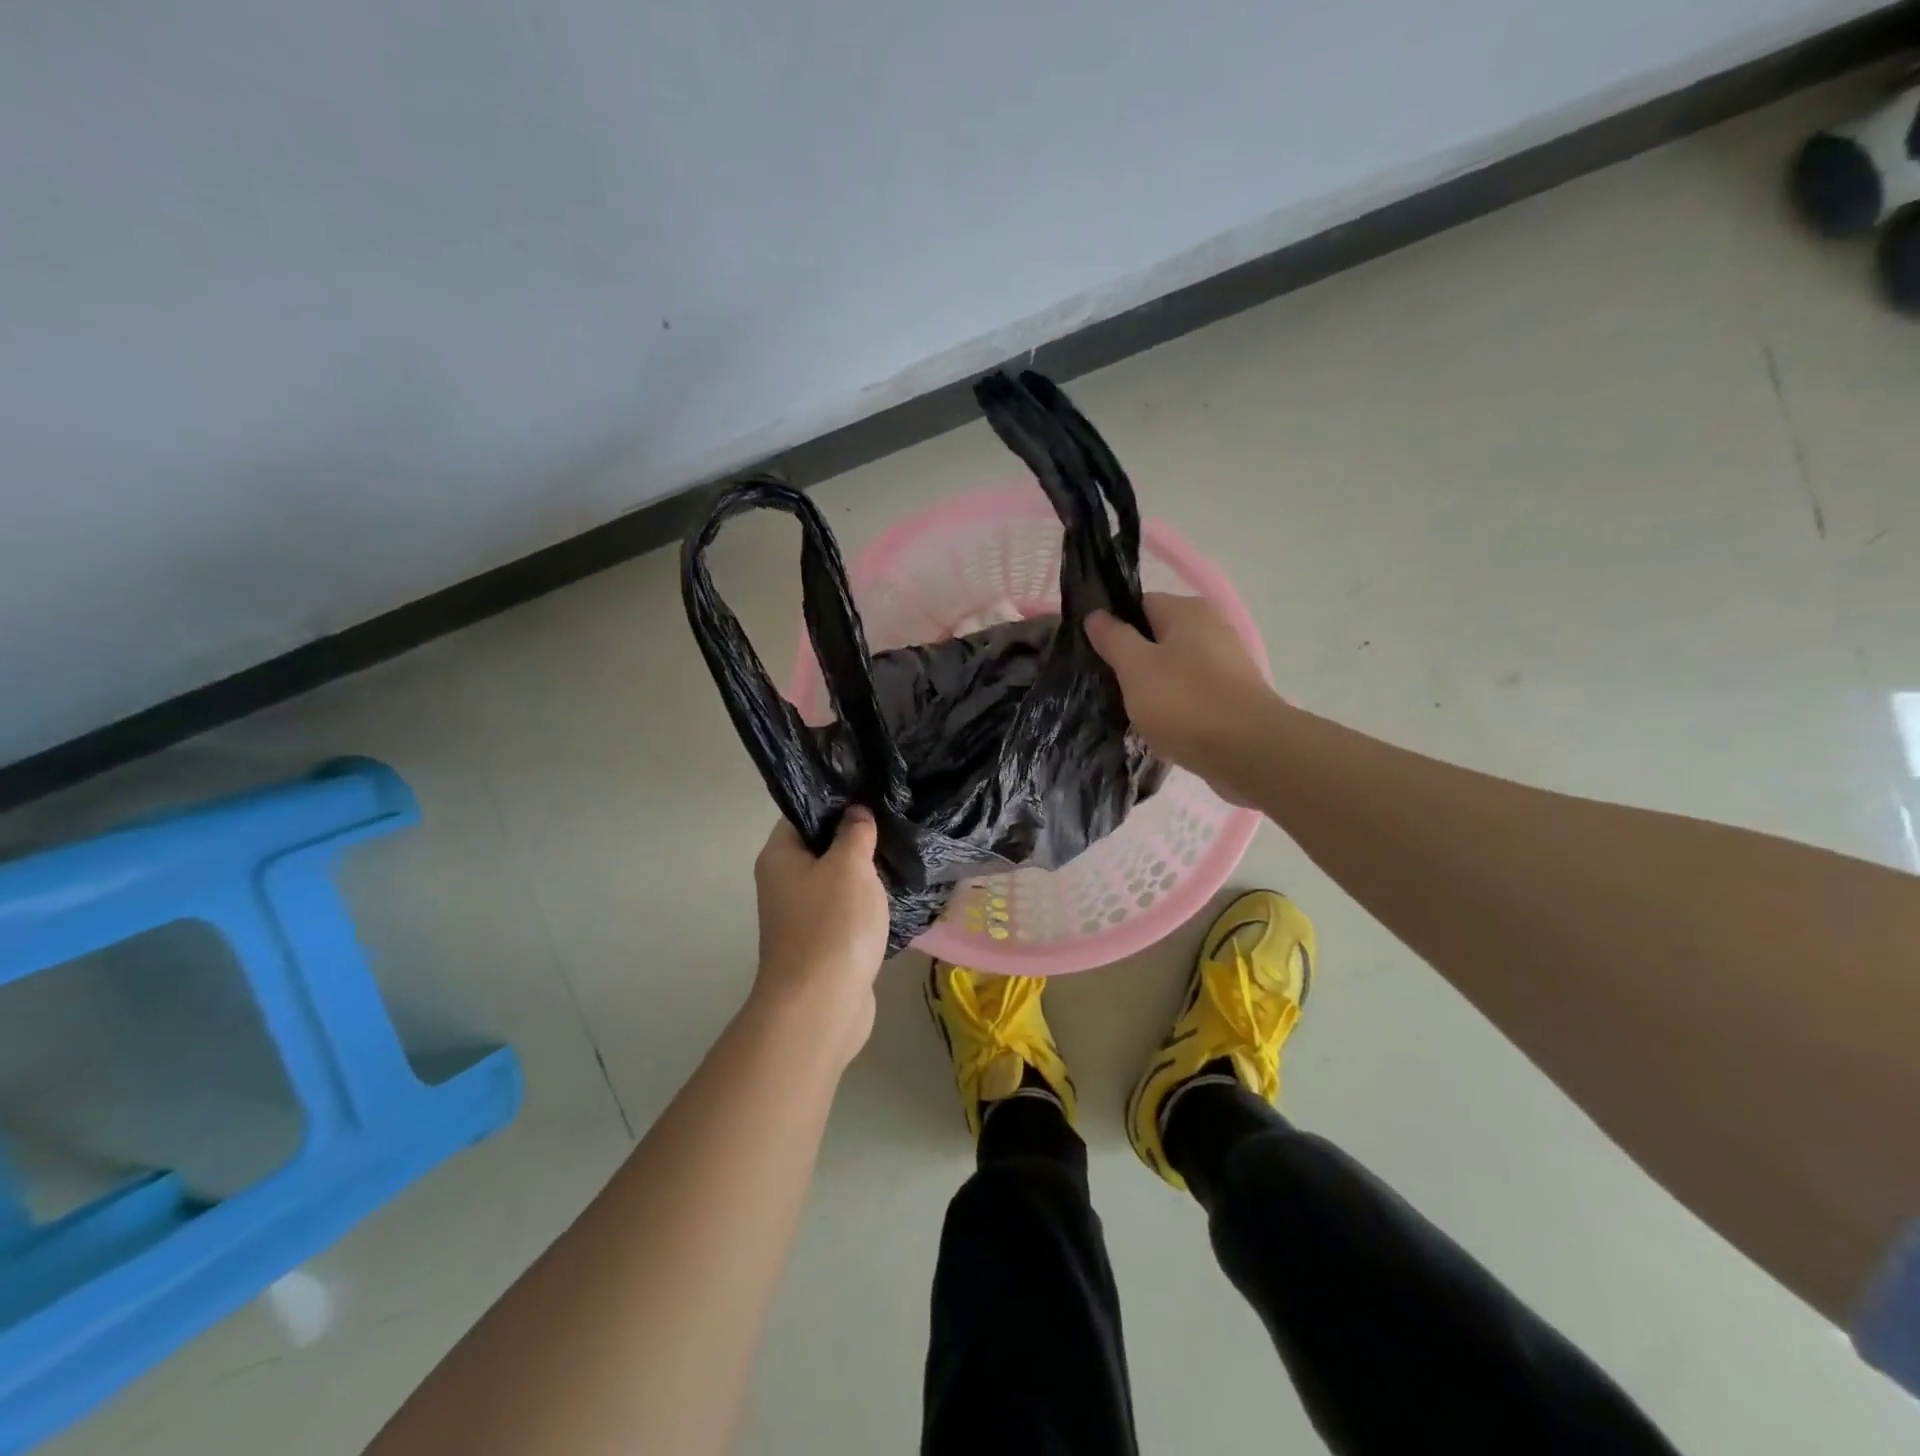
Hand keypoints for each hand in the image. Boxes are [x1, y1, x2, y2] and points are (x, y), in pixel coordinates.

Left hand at [750, 809, 889, 1060]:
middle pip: (821, 846)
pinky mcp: (823, 942)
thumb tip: (856, 812)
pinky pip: (846, 910)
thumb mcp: (848, 866)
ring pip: (836, 879)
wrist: (821, 1006)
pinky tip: (895, 894)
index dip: (835, 800)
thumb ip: (854, 833)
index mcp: (780, 856)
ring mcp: (802, 915)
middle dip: (855, 836)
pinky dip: (866, 903)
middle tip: (893, 819)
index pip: (803, 813)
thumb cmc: (832, 925)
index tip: (871, 791)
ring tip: (900, 852)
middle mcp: (784, 882)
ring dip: (864, 872)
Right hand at [1086, 593, 1278, 798]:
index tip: (1092, 654)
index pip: (1138, 604)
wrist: (1248, 752)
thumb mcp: (1135, 667)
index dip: (1112, 626)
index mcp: (1187, 611)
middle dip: (1130, 661)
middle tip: (1104, 687)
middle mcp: (1210, 628)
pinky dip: (1173, 708)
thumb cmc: (1185, 702)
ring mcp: (1225, 663)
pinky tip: (1157, 728)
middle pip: (1156, 637)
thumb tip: (1096, 614)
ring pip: (1172, 669)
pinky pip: (1190, 694)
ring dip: (1150, 688)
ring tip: (1127, 712)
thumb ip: (1113, 637)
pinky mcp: (1231, 696)